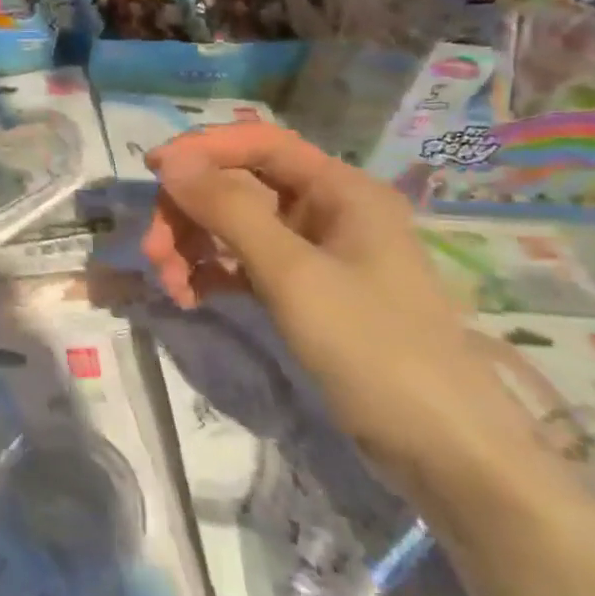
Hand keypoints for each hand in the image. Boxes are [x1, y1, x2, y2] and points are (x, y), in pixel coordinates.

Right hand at [140, 123, 543, 495]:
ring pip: (234, 226)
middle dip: (189, 213)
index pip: (260, 143)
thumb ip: (228, 210)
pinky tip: (190, 297)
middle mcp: (327, 210)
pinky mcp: (303, 291)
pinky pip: (242, 263)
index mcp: (341, 190)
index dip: (203, 149)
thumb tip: (170, 162)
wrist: (443, 452)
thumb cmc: (373, 348)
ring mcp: (315, 253)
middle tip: (153, 253)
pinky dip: (211, 273)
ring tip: (171, 286)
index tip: (151, 172)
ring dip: (192, 246)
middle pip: (238, 186)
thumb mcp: (293, 274)